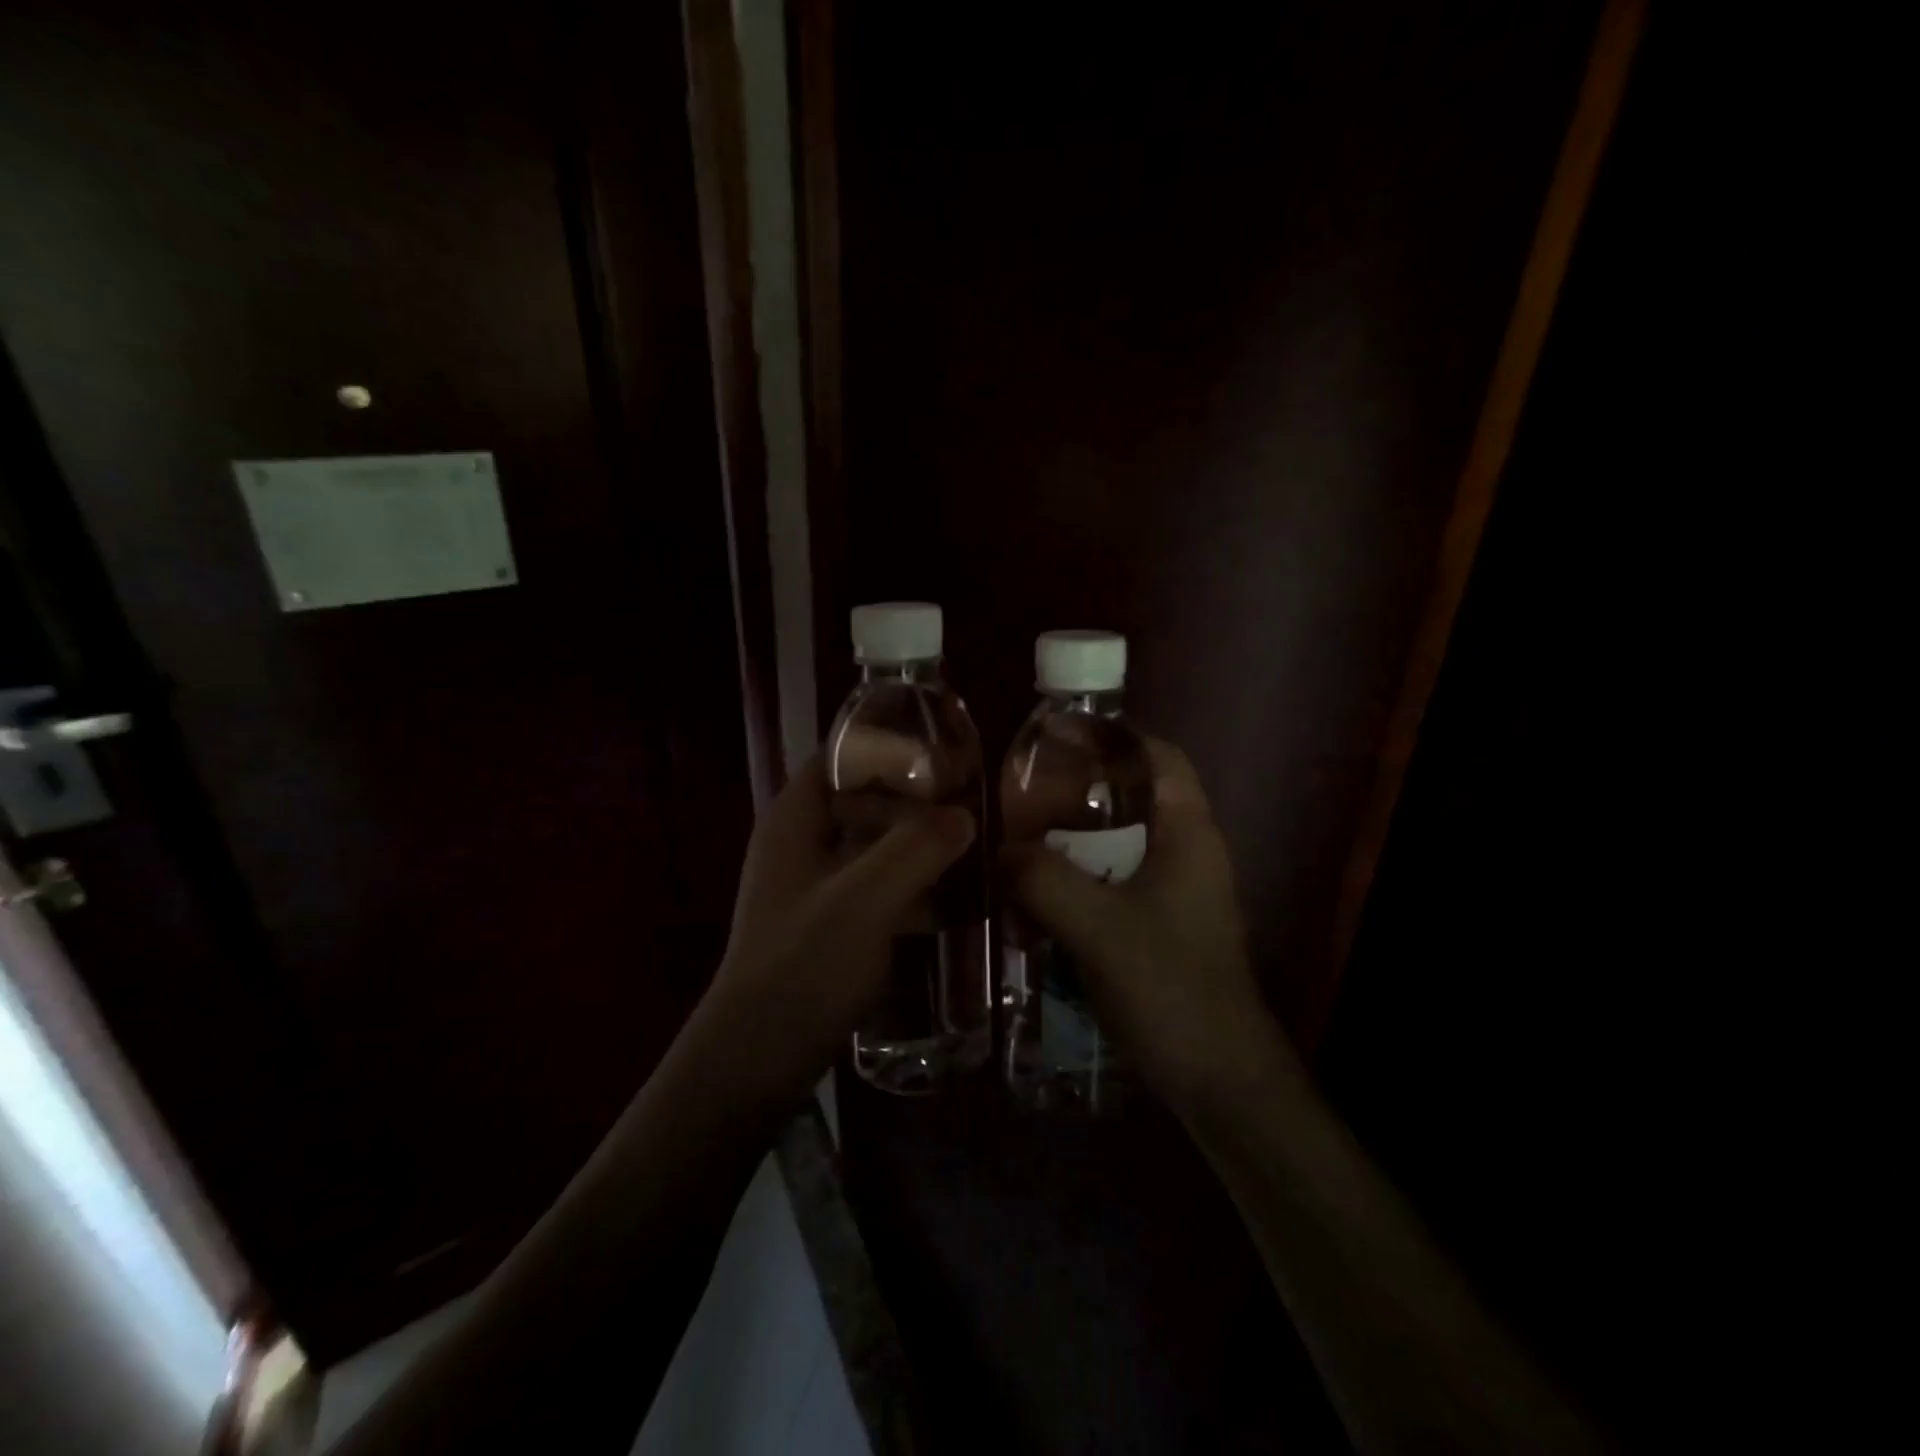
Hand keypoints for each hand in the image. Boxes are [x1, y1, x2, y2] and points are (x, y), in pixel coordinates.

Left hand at [702, 754, 975, 1100]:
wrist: (756, 1062)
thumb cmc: (801, 968)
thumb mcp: (862, 901)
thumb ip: (915, 849)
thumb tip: (965, 814)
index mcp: (795, 819)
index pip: (841, 754)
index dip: (891, 745)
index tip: (949, 753)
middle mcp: (804, 843)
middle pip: (866, 799)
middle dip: (919, 800)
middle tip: (978, 804)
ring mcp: (818, 886)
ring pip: (878, 846)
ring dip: (922, 846)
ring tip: (981, 848)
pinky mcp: (835, 924)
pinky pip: (882, 888)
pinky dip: (915, 887)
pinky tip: (960, 901)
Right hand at [1003, 737, 1283, 1115]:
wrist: (1218, 1079)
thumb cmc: (1169, 986)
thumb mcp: (1097, 926)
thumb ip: (1043, 879)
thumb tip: (999, 850)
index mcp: (1188, 834)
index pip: (1159, 756)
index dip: (1114, 735)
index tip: (1057, 736)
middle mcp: (1187, 854)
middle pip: (1133, 798)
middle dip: (1078, 791)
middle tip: (1020, 793)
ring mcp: (1175, 894)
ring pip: (1118, 846)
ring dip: (1072, 842)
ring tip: (1017, 840)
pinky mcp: (1160, 928)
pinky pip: (1112, 885)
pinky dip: (1077, 881)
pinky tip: (1035, 897)